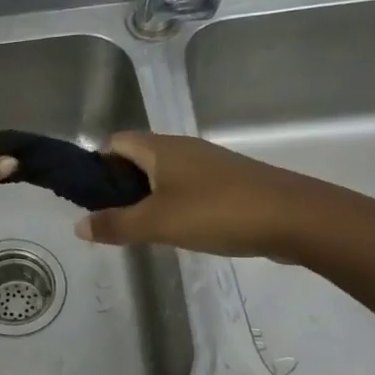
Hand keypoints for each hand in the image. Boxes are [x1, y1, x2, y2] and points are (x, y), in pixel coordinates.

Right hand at [72, 132, 331, 259]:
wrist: (296, 218)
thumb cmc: (217, 212)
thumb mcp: (157, 223)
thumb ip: (115, 224)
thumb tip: (78, 225)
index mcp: (161, 148)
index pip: (116, 143)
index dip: (99, 166)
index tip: (95, 199)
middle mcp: (183, 148)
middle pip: (139, 158)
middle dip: (122, 186)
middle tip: (116, 219)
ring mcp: (210, 164)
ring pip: (165, 174)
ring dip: (149, 197)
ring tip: (145, 229)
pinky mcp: (230, 183)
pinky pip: (189, 187)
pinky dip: (176, 204)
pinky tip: (181, 231)